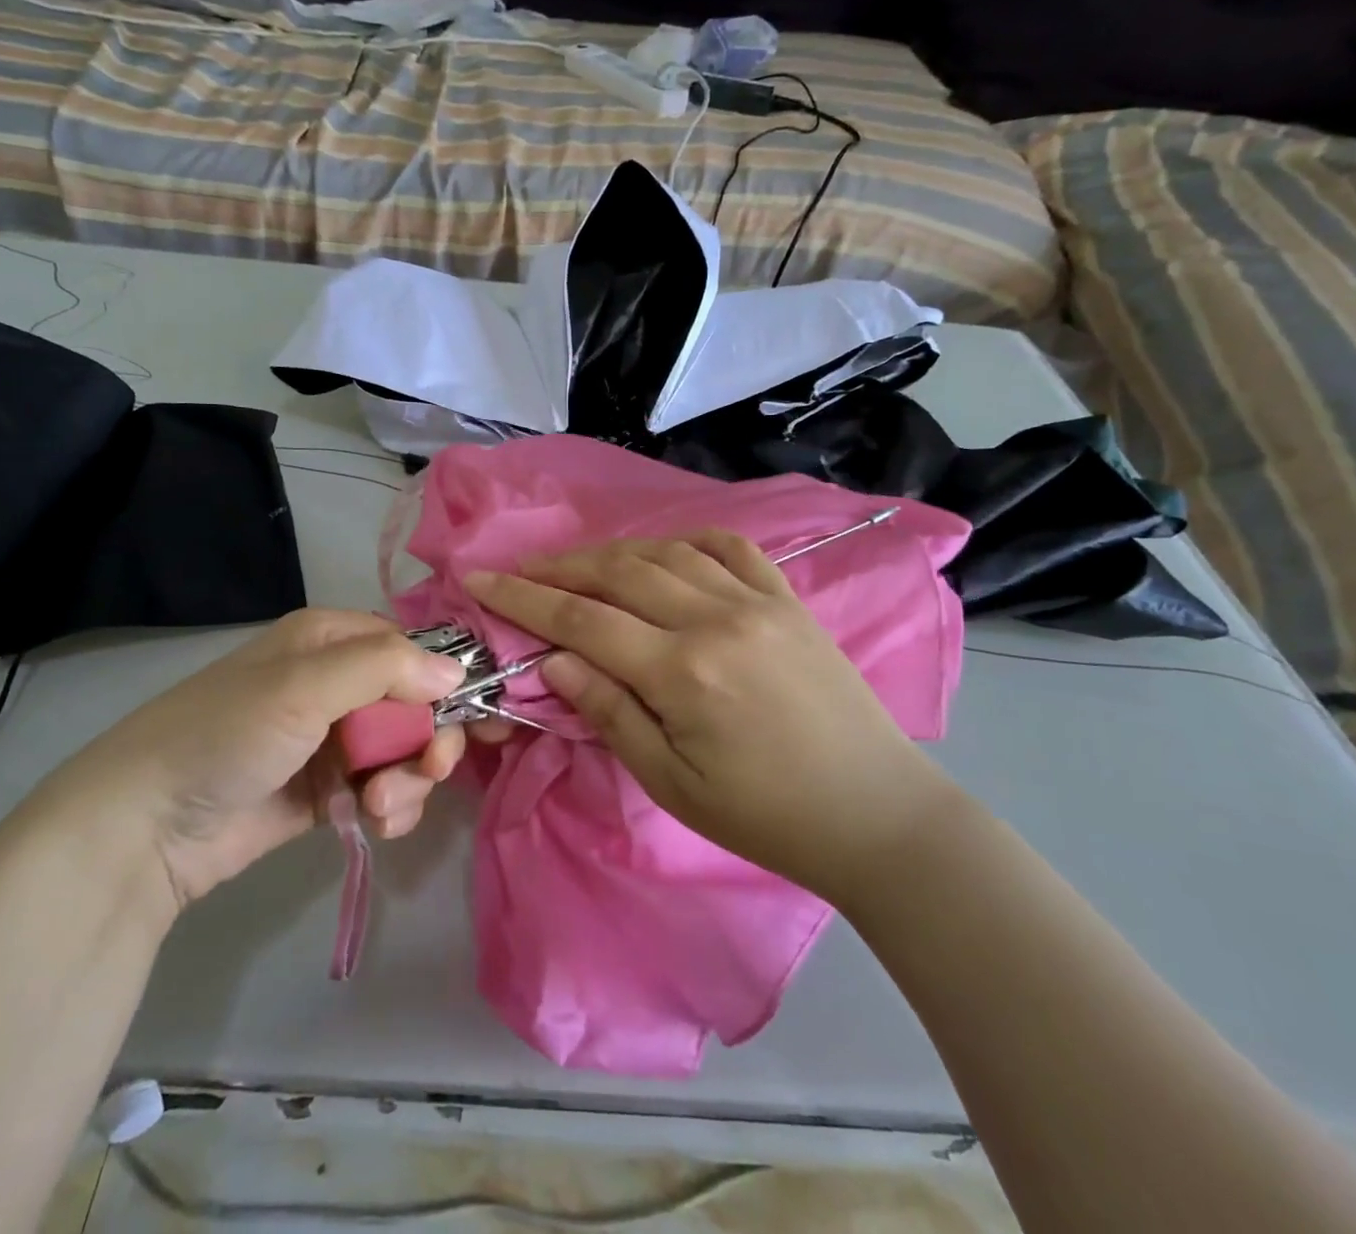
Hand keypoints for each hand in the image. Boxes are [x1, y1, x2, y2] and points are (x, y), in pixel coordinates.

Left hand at [61, 610, 467, 907]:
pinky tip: (373, 824)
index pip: (412, 650)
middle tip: (427, 769)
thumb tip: (458, 672)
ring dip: (408, 781)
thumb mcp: (304, 687)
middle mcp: (337, 683)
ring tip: (379, 807)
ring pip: (405, 752)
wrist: (148, 827)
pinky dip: (390, 808)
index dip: (447, 682)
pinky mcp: (329, 791)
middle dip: (428, 740)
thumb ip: (385, 669)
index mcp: (331, 640)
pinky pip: (384, 790)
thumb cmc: (228, 734)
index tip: (476, 717)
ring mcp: (334, 740)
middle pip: (416, 705)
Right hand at [465, 533, 947, 904]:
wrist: (875, 813)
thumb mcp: (672, 784)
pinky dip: (686, 541)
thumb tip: (554, 662)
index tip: (479, 579)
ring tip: (577, 564)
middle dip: (559, 567)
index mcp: (683, 671)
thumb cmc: (765, 816)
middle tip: (519, 569)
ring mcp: (757, 600)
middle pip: (617, 574)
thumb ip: (609, 713)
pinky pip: (729, 548)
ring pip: (665, 553)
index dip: (523, 598)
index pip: (582, 620)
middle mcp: (715, 618)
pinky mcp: (788, 599)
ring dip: (611, 553)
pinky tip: (663, 551)